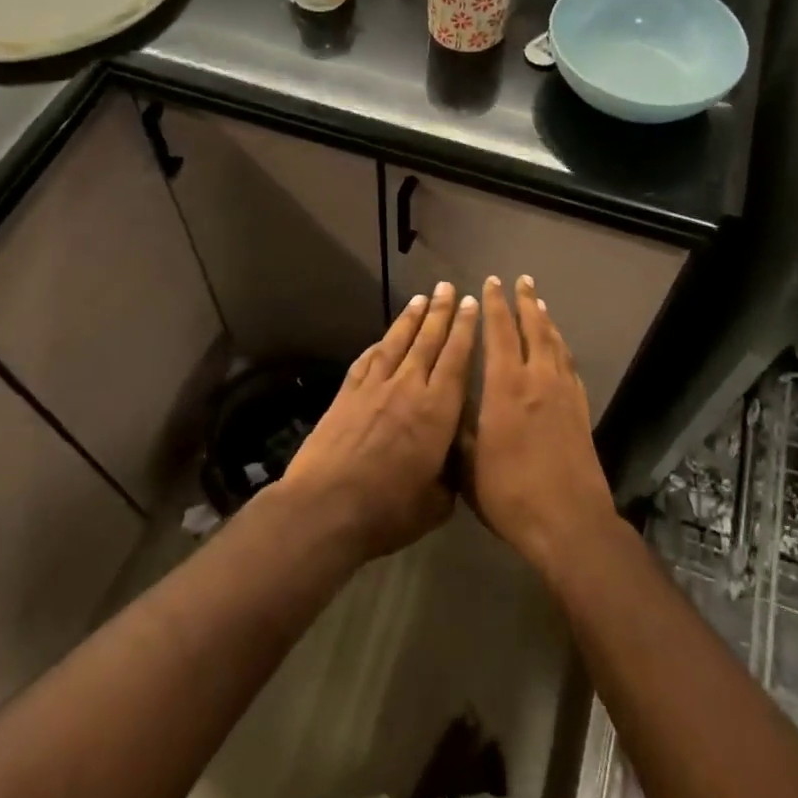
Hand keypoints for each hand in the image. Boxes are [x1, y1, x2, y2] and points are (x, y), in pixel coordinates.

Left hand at [278, 282, 478, 560]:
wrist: (326, 506)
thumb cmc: (388, 510)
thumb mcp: (436, 503)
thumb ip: (450, 476)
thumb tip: (453, 462)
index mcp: (437, 411)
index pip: (456, 359)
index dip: (465, 330)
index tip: (471, 304)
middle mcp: (408, 388)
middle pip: (428, 341)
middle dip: (441, 312)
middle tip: (447, 287)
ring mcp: (373, 388)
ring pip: (396, 343)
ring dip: (410, 319)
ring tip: (421, 298)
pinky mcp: (346, 394)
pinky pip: (367, 360)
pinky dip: (378, 345)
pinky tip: (383, 338)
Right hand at [468, 276, 615, 578]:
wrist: (569, 522)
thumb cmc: (510, 493)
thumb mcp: (467, 464)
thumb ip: (458, 427)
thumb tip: (448, 402)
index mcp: (505, 387)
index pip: (500, 333)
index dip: (494, 306)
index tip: (490, 283)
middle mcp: (537, 380)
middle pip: (534, 329)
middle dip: (525, 302)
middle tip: (521, 280)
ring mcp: (563, 394)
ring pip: (555, 344)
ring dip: (546, 320)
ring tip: (540, 303)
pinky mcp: (580, 411)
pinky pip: (570, 366)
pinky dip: (562, 348)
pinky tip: (559, 348)